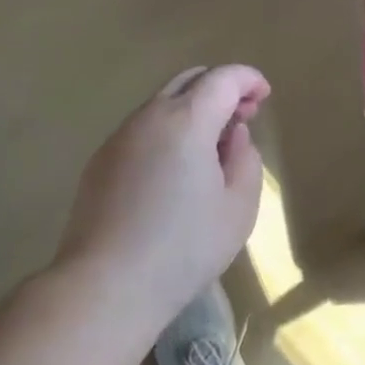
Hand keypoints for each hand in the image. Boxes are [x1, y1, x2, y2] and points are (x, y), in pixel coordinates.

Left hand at [57, 64, 269, 329]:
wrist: (105, 286)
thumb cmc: (183, 248)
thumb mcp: (238, 208)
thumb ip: (245, 160)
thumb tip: (233, 136)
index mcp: (187, 120)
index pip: (223, 79)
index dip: (248, 79)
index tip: (264, 96)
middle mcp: (149, 117)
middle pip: (188, 81)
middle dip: (220, 89)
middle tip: (241, 117)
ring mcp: (118, 138)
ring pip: (162, 104)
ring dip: (192, 111)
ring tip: (210, 149)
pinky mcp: (99, 162)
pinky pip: (142, 130)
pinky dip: (167, 132)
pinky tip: (174, 171)